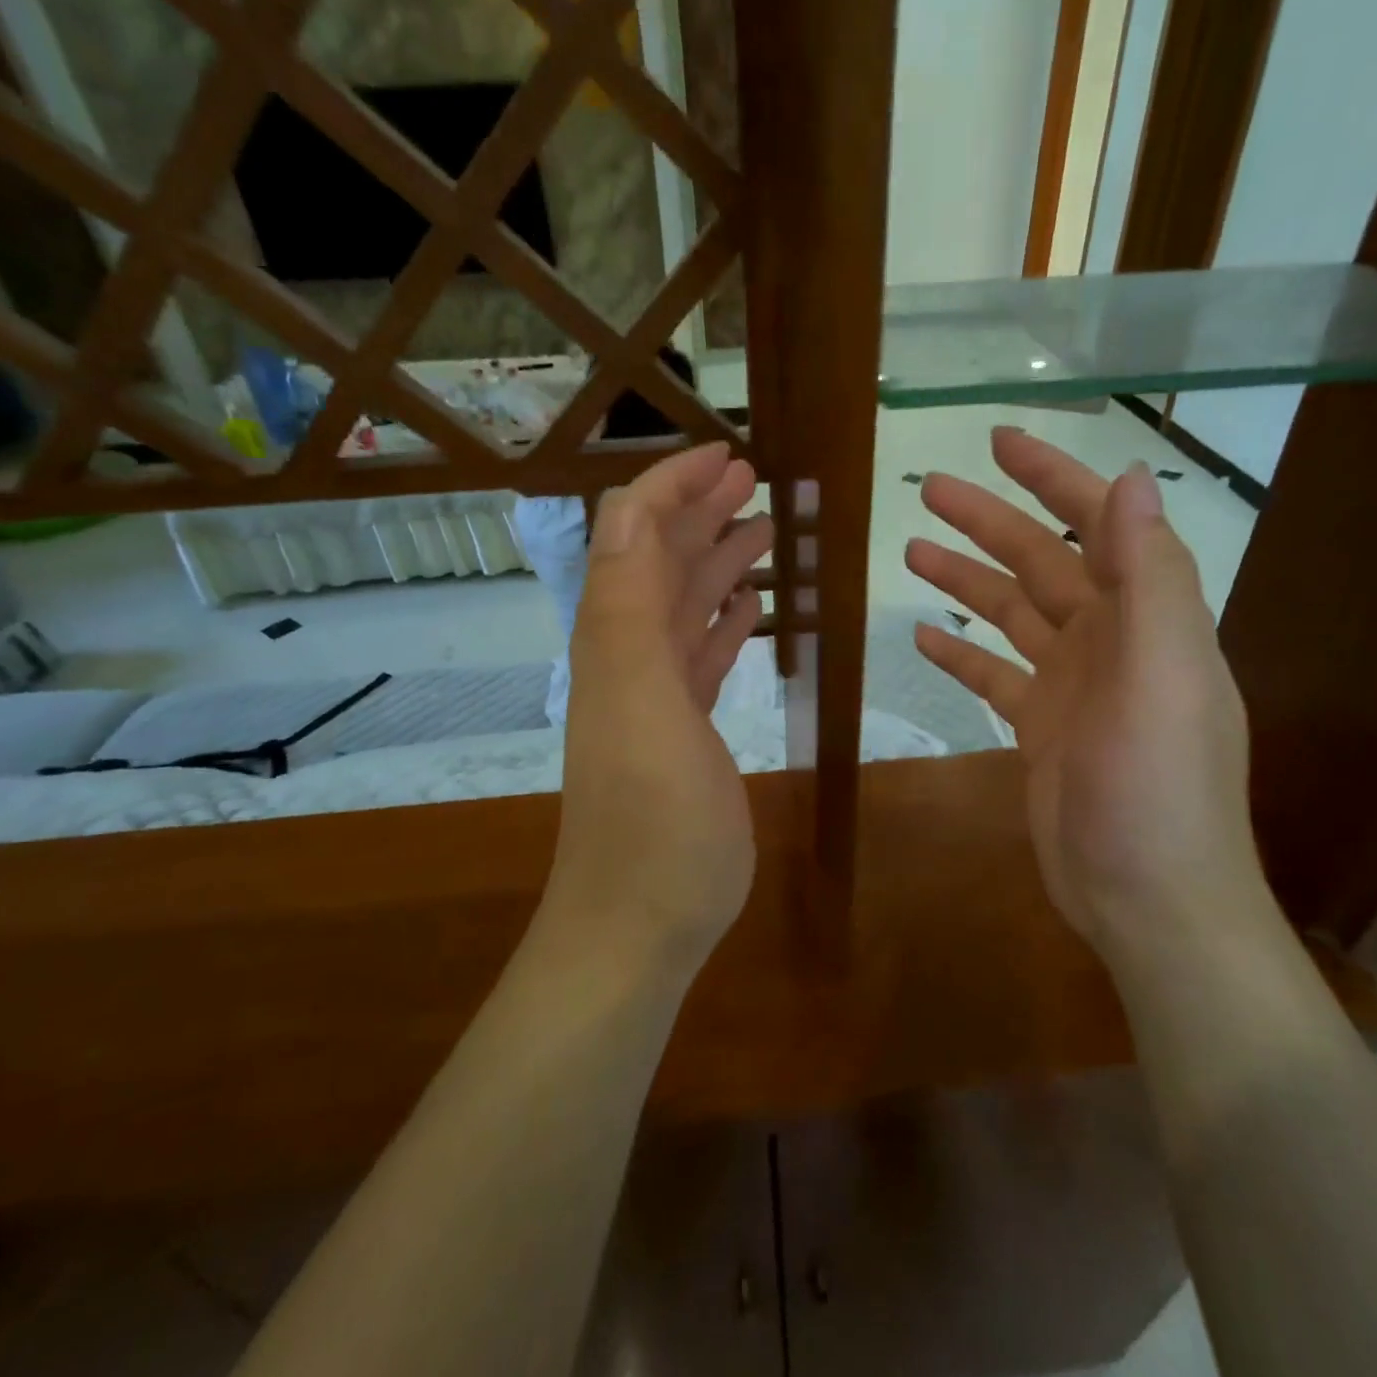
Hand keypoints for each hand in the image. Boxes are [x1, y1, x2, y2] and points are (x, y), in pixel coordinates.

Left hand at [549, 443, 774, 965]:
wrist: (641, 920)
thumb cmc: (652, 815)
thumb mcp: (637, 700)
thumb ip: (627, 606)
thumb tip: (626, 510)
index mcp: (615, 637)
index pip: (632, 534)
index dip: (672, 487)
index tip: (729, 456)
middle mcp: (628, 655)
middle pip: (659, 562)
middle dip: (699, 512)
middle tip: (752, 479)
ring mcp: (656, 695)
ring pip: (685, 606)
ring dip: (717, 561)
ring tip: (761, 528)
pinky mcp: (684, 731)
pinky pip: (701, 656)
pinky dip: (723, 621)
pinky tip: (749, 607)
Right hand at [905, 427, 1269, 961]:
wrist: (1146, 899)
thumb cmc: (1157, 789)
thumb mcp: (1163, 678)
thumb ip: (1150, 578)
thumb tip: (1132, 479)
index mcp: (1146, 618)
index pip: (1100, 524)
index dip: (1055, 477)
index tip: (999, 443)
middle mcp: (1111, 641)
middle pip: (1042, 562)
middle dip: (989, 520)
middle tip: (928, 489)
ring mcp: (1073, 686)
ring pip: (1011, 614)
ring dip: (967, 579)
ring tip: (911, 550)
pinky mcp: (1041, 728)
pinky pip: (994, 675)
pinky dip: (963, 652)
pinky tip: (926, 636)